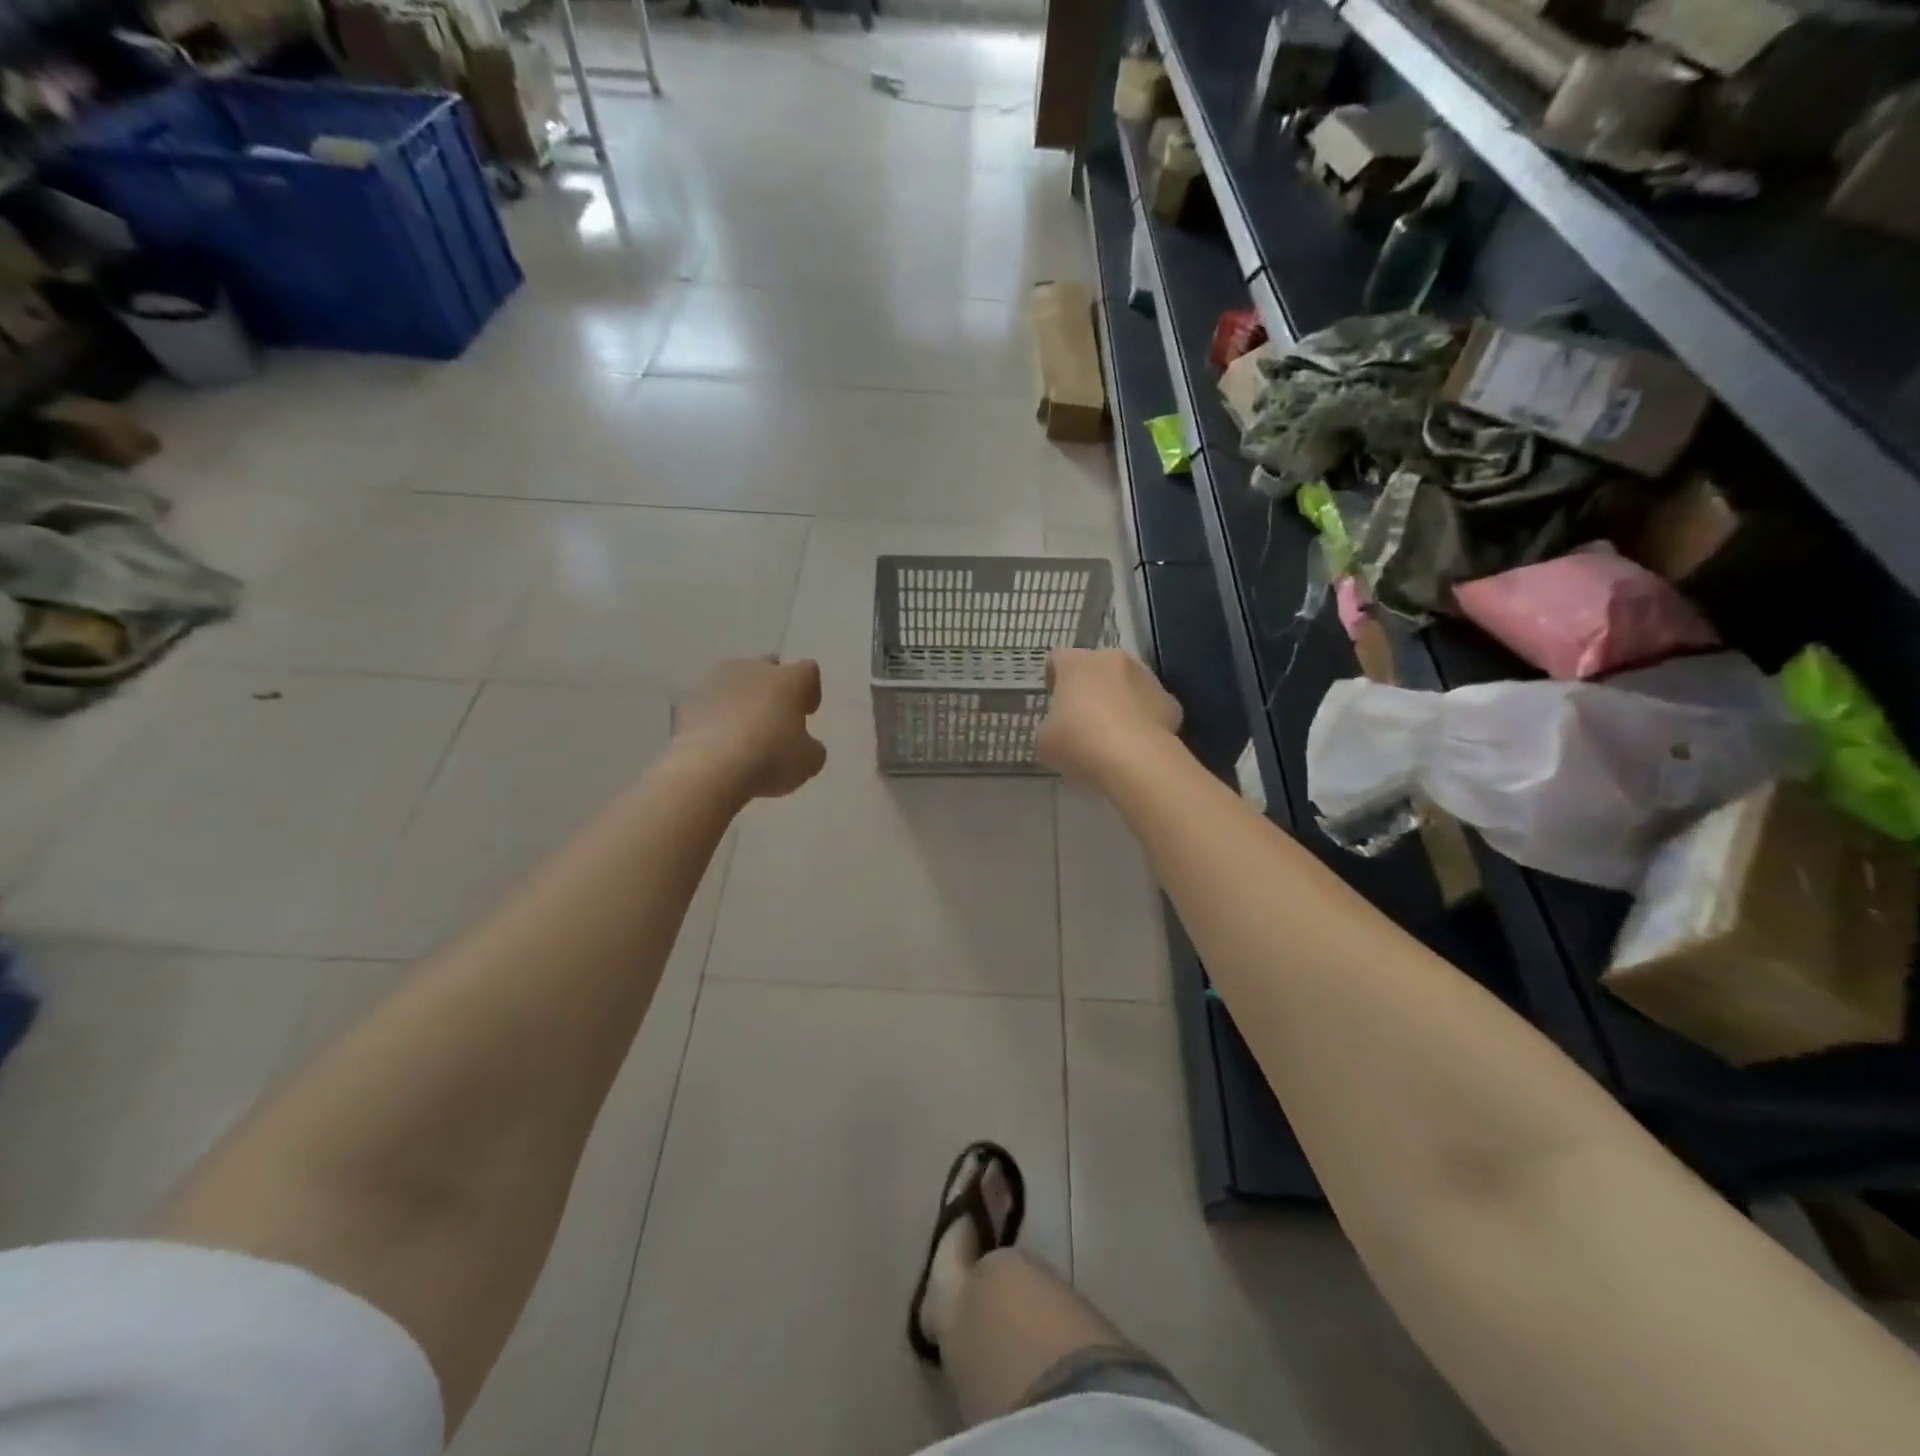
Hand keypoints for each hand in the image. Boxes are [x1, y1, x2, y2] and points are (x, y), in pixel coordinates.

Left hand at [670, 657, 826, 800]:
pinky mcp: (688, 702)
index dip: (810, 691)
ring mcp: (715, 681)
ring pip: (735, 684)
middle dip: (773, 690)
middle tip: (775, 720)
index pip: (809, 671)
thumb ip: (811, 747)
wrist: (709, 768)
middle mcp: (753, 668)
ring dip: (742, 701)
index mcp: (789, 678)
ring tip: (743, 733)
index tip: (807, 713)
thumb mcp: (809, 761)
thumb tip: (805, 745)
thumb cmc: (771, 758)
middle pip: (769, 669)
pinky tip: (718, 743)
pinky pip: (710, 705)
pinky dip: (716, 718)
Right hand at [1037, 649, 1181, 784]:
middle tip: (1083, 717)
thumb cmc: (1079, 743)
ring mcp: (1147, 678)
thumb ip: (1050, 726)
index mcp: (1077, 663)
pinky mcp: (1170, 701)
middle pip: (1097, 666)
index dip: (1054, 677)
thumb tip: (1059, 728)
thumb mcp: (1045, 740)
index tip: (1054, 699)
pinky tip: (1136, 743)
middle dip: (1090, 686)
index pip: (1059, 658)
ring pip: (1128, 683)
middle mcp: (1113, 660)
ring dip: (1119, 699)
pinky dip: (1144, 719)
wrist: (1134, 760)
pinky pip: (1150, 705)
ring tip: (1113, 733)